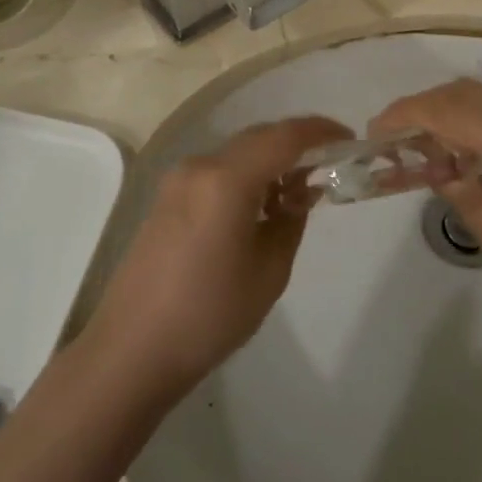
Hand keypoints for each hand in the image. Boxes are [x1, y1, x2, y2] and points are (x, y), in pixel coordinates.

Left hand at [88, 116, 351, 396]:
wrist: (132, 349)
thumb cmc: (209, 314)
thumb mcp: (269, 271)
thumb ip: (291, 221)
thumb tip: (297, 195)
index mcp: (226, 178)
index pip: (284, 136)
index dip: (320, 132)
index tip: (349, 139)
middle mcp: (199, 166)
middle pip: (258, 139)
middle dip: (296, 146)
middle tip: (329, 166)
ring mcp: (177, 181)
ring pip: (236, 155)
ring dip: (269, 162)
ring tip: (298, 192)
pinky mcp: (166, 199)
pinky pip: (216, 173)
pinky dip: (245, 177)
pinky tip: (261, 206)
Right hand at [372, 80, 481, 338]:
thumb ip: (461, 192)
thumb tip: (434, 165)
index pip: (451, 110)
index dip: (406, 114)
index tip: (375, 131)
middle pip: (468, 92)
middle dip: (424, 108)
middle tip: (395, 138)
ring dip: (451, 111)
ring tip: (424, 146)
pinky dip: (480, 120)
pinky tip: (467, 150)